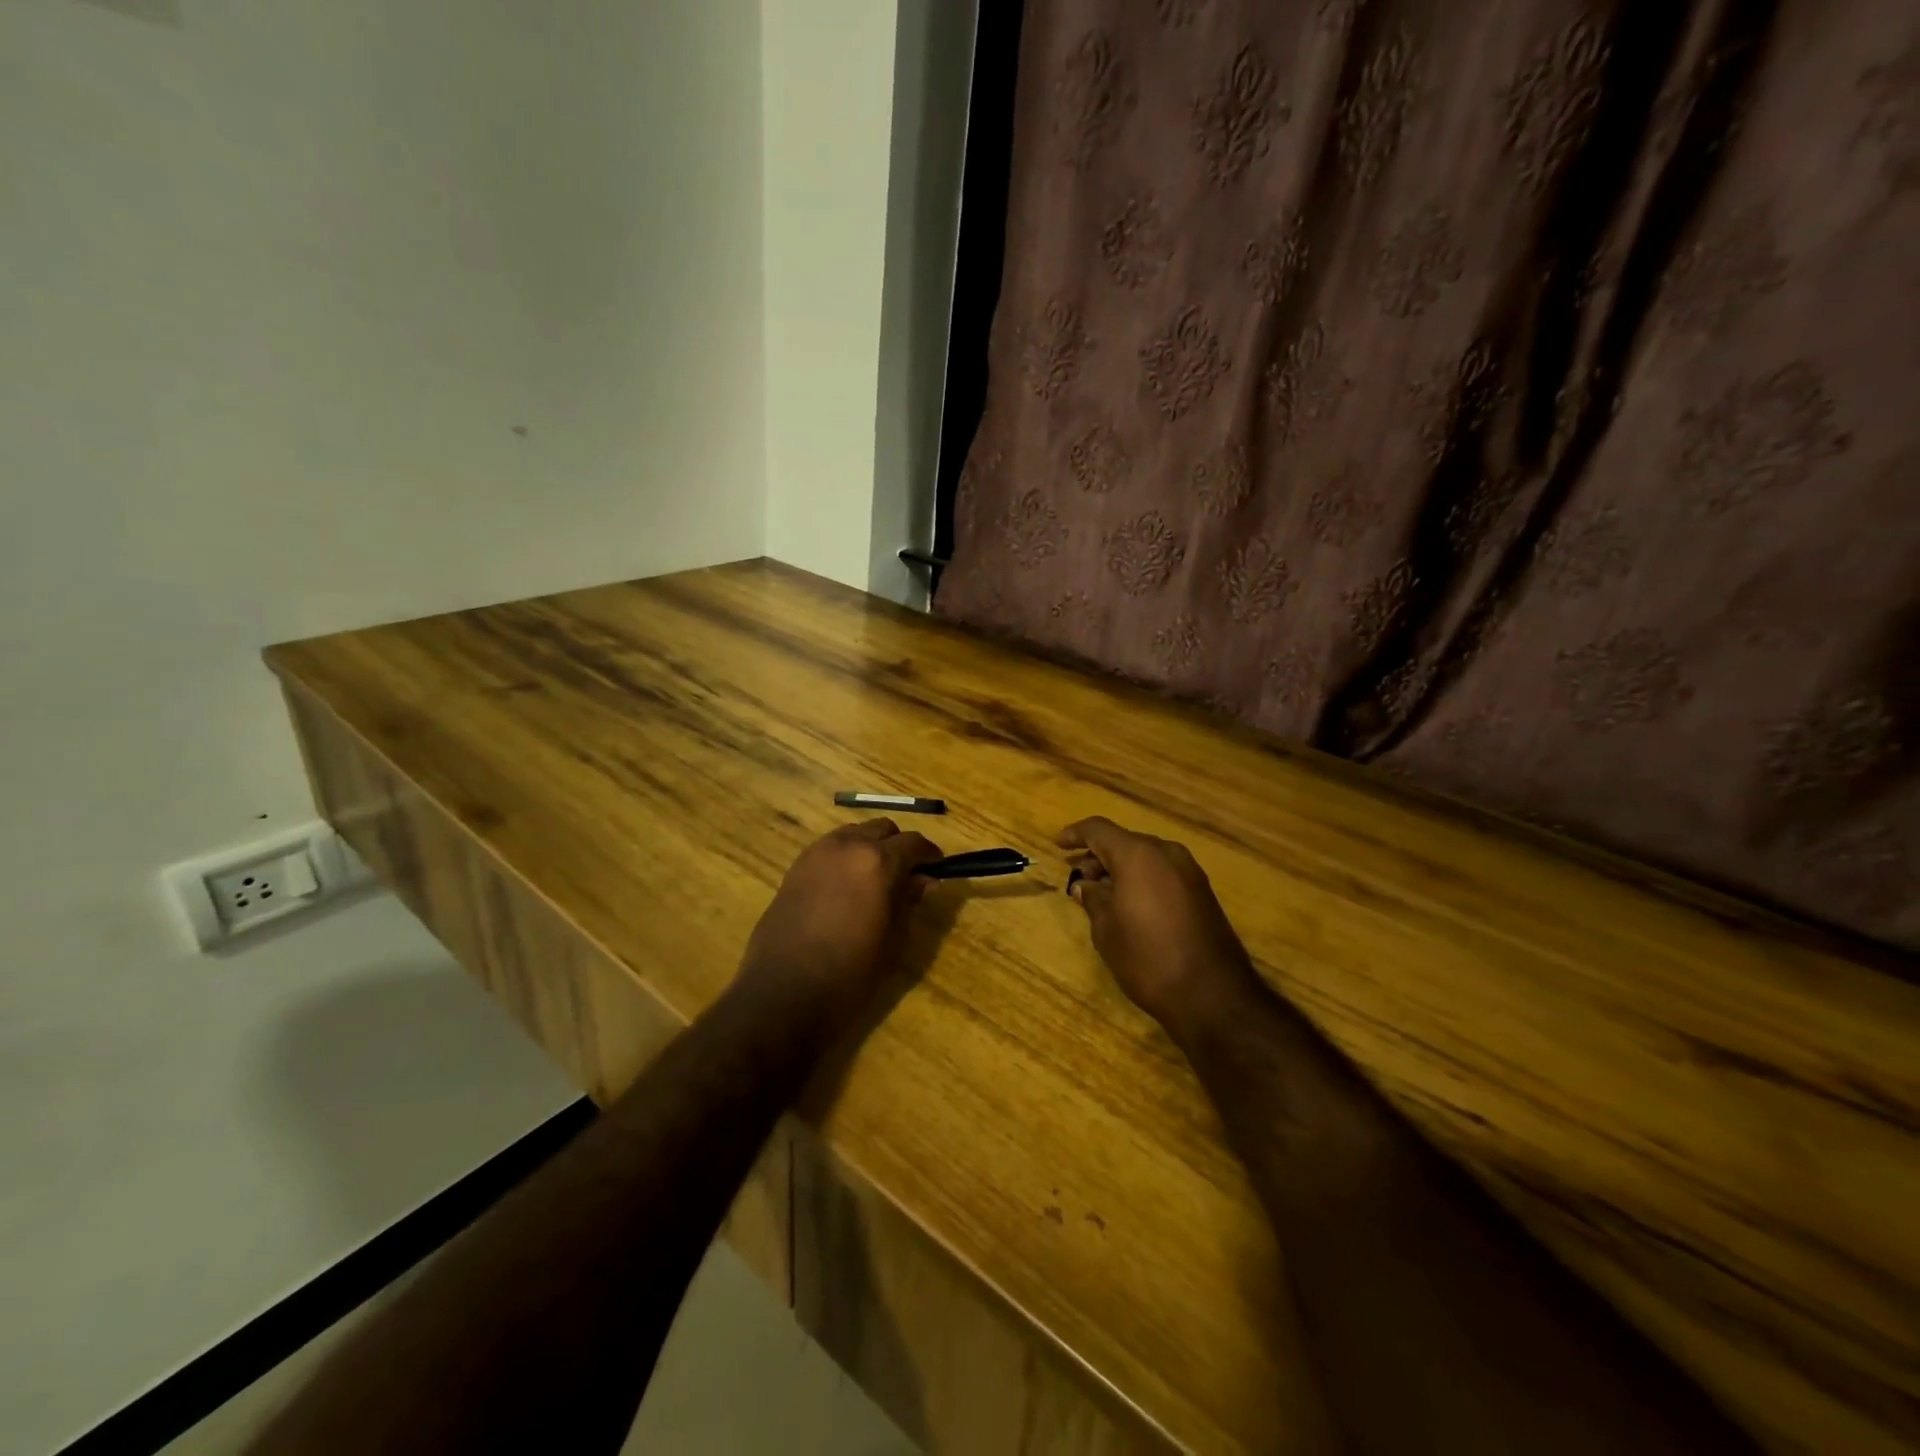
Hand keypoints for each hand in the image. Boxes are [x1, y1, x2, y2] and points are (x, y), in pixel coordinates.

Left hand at [738, 819, 943, 1027]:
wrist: (783, 991)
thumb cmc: (849, 972)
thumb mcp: (893, 940)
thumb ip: (909, 901)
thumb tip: (924, 880)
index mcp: (878, 862)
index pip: (914, 843)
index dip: (929, 855)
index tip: (936, 870)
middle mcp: (848, 845)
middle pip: (883, 829)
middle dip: (898, 846)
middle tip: (906, 875)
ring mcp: (818, 852)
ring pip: (854, 833)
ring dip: (870, 847)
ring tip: (874, 879)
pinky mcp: (796, 866)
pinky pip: (830, 847)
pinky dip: (845, 856)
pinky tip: (846, 886)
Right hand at [1059, 816, 1260, 1039]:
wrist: (1212, 995)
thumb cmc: (1147, 958)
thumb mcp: (1106, 930)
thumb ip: (1093, 898)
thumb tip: (1085, 885)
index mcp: (1138, 855)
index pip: (1099, 830)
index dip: (1076, 834)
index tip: (1058, 844)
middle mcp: (1166, 853)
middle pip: (1124, 841)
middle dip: (1098, 856)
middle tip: (1078, 879)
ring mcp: (1189, 871)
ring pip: (1145, 857)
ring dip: (1121, 868)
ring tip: (1101, 894)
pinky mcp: (1202, 891)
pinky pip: (1163, 872)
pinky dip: (1142, 879)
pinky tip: (1129, 903)